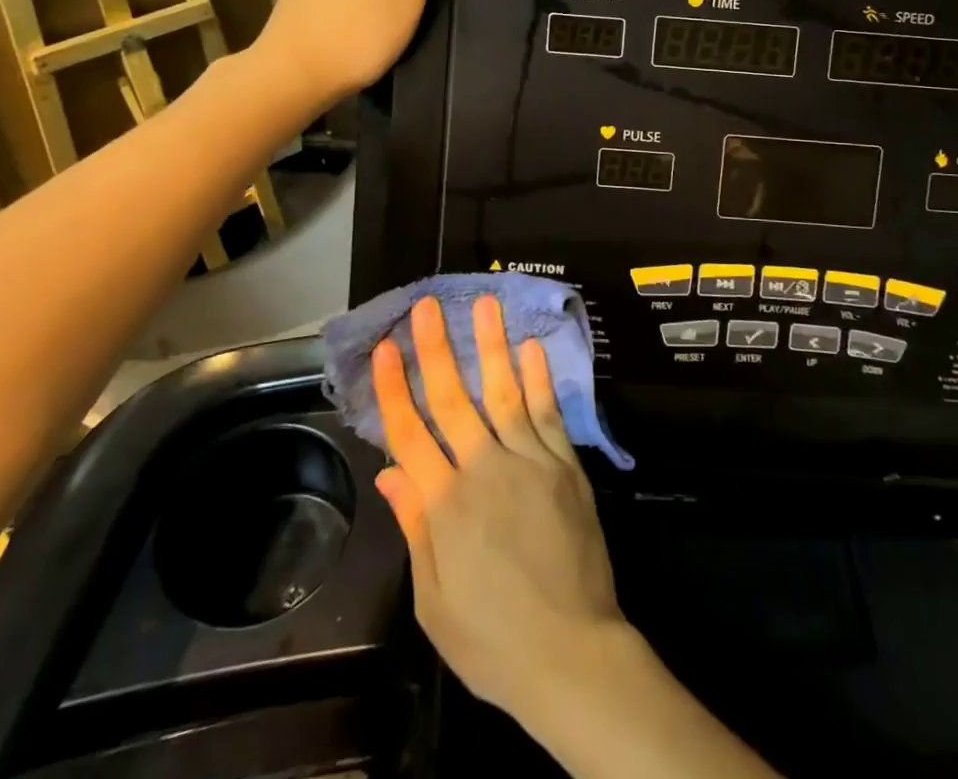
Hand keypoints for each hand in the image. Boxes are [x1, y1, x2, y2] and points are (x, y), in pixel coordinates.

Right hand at [372, 297, 626, 721]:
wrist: (571, 654)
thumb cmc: (492, 638)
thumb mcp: (433, 600)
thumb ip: (415, 527)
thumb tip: (390, 473)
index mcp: (445, 505)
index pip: (410, 433)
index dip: (394, 388)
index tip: (385, 348)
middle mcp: (484, 470)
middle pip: (453, 399)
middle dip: (436, 350)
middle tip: (428, 305)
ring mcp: (530, 461)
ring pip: (504, 392)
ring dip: (491, 346)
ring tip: (484, 304)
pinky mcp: (565, 466)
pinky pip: (548, 413)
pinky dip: (539, 379)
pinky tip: (531, 348)